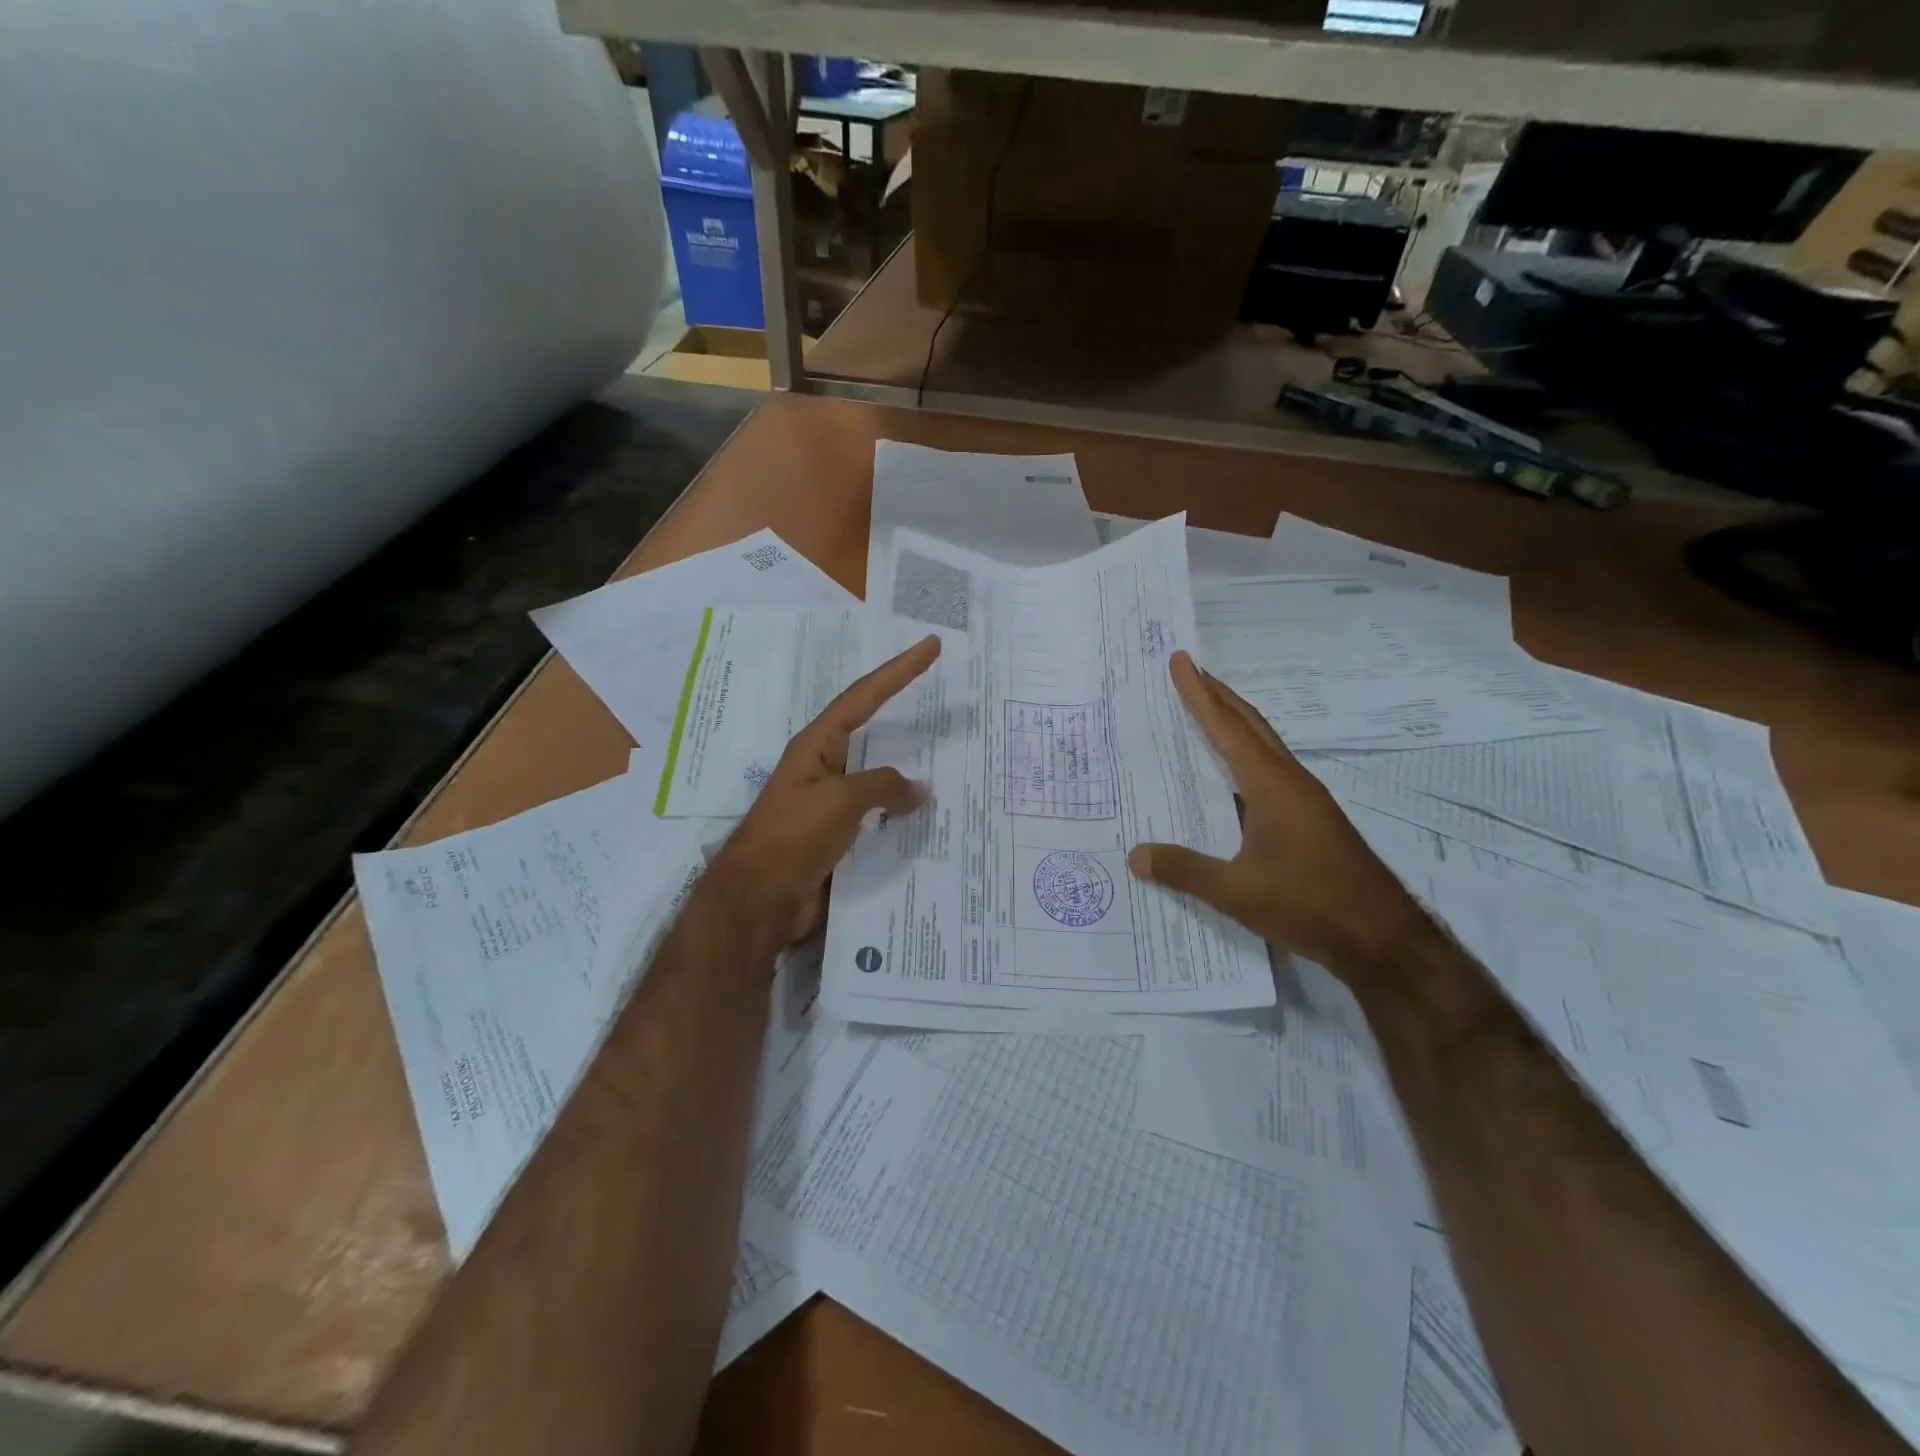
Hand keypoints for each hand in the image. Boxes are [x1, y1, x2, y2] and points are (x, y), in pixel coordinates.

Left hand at [704, 634, 941, 946]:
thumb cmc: (792, 837)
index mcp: (818, 746)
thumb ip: (882, 787)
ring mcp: (834, 804)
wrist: (759, 901)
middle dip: (907, 716)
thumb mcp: (839, 801)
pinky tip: (933, 820)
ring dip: (911, 774)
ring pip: (882, 779)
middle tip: (947, 701)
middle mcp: (826, 768)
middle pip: (874, 732)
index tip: (929, 647)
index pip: (864, 696)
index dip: (899, 671)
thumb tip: (919, 789)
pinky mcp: (841, 836)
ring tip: (953, 764)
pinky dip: (905, 816)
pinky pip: (881, 817)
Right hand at [1128, 651, 1427, 979]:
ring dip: (1235, 723)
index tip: (1181, 661)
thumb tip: (1135, 855)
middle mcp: (1290, 781)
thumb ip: (1185, 870)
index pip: (1227, 728)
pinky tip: (1231, 777)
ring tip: (1206, 711)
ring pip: (1264, 746)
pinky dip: (1245, 756)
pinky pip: (1269, 771)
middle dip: (1219, 695)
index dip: (1200, 694)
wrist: (1381, 937)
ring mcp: (1305, 800)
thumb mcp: (1237, 891)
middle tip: (1190, 670)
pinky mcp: (1311, 819)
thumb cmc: (1309, 903)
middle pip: (1251, 725)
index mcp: (1271, 785)